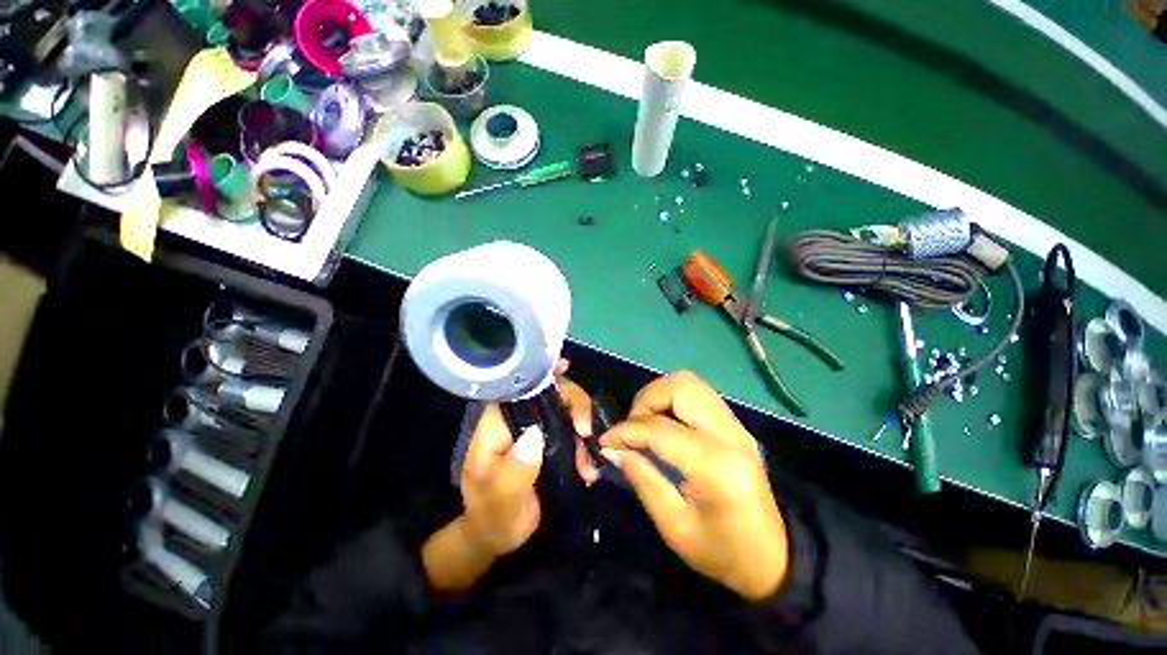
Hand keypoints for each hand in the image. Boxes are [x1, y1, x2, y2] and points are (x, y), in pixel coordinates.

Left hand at [423, 361, 596, 590]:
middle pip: (550, 392)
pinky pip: (574, 426)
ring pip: (566, 407)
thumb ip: (513, 473)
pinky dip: (587, 440)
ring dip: (585, 427)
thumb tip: (534, 436)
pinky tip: (590, 465)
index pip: (518, 388)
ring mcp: (537, 428)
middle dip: (575, 406)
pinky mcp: (551, 438)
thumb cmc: (494, 516)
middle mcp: (518, 419)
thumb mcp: (500, 501)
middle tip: (587, 433)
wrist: (501, 534)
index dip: (541, 372)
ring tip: (589, 464)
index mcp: (497, 425)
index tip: (565, 368)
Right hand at [599, 371, 788, 600]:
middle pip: (680, 386)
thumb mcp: (674, 527)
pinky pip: (697, 394)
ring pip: (689, 382)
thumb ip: (641, 479)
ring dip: (659, 395)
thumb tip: (611, 448)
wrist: (773, 557)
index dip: (626, 430)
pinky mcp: (734, 424)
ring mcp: (735, 425)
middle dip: (646, 400)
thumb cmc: (722, 552)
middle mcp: (729, 434)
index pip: (660, 429)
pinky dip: (672, 400)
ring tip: (645, 423)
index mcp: (716, 466)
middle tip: (631, 427)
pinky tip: (663, 424)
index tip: (605, 440)